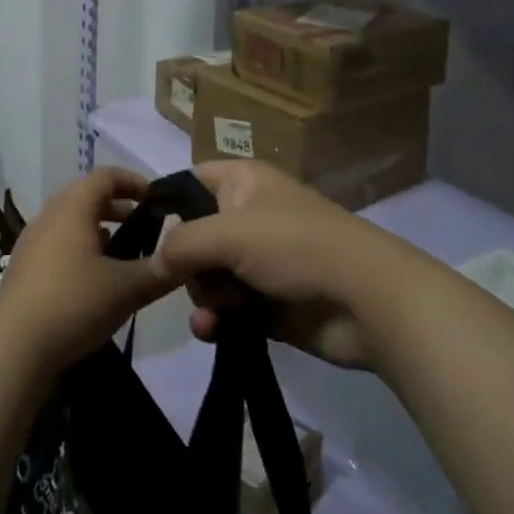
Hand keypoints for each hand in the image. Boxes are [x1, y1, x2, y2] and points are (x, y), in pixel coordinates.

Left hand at [0, 167, 183, 375]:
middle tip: (145, 225)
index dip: (133, 181)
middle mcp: (49, 215)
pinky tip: (94, 278)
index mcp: (72, 207)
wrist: (12, 349)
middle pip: (86, 194)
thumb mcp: (127, 289)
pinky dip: (80, 246)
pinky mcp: (23, 267)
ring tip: (124, 252)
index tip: (157, 200)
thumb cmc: (73, 305)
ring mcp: (31, 241)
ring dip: (98, 227)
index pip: (105, 175)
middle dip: (118, 205)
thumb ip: (160, 271)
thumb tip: (188, 257)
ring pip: (70, 220)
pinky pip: (57, 242)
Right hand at [159, 161, 414, 369]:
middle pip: (192, 236)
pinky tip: (213, 332)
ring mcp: (259, 262)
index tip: (144, 234)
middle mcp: (247, 216)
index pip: (189, 181)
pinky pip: (226, 308)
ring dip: (203, 296)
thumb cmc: (296, 247)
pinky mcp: (268, 303)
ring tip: (215, 312)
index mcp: (242, 182)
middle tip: (196, 277)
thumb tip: (153, 262)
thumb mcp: (229, 233)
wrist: (368, 301)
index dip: (166, 204)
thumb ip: (181, 244)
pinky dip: (218, 319)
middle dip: (188, 263)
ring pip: (207, 276)